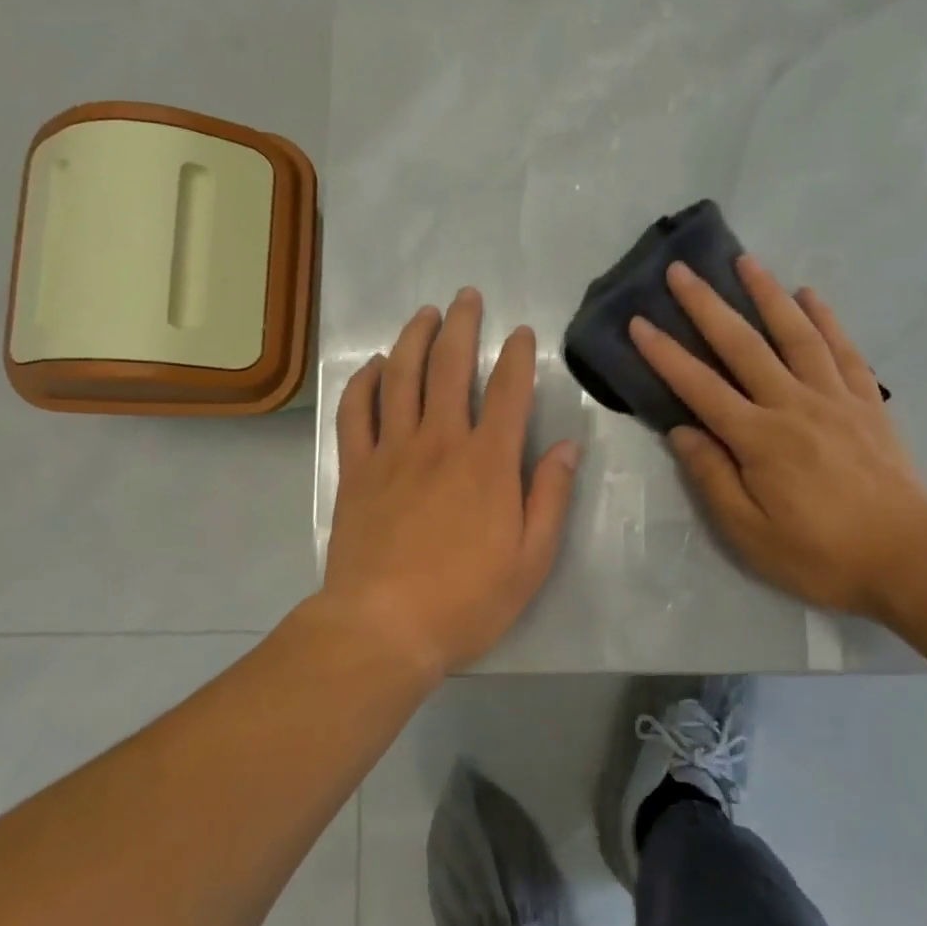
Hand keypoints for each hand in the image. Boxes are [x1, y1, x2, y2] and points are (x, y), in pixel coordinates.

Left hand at [320, 288, 579, 678]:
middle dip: (462, 325)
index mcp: (488, 462)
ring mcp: (392, 451)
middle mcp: (441, 441)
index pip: (509, 391)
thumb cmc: (465, 600)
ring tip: (425, 313)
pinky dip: (365, 382)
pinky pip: (356, 412)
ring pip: (402, 377)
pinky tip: (376, 366)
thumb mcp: (530, 560)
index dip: (519, 356)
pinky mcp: (356, 469)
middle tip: (467, 296)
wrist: (383, 628)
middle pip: (450, 366)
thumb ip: (550, 497)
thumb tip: (570, 447)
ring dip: (414, 338)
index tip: (522, 333)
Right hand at [629, 257, 926, 616]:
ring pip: (795, 334)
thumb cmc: (821, 554)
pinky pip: (843, 350)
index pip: (700, 387)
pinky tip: (810, 296)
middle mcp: (793, 405)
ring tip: (745, 261)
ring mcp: (834, 398)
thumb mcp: (749, 534)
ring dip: (766, 294)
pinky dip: (826, 319)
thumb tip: (682, 431)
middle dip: (707, 305)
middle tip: (680, 270)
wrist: (910, 560)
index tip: (639, 323)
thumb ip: (712, 478)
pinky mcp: (866, 402)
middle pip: (743, 345)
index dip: (665, 354)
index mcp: (759, 438)